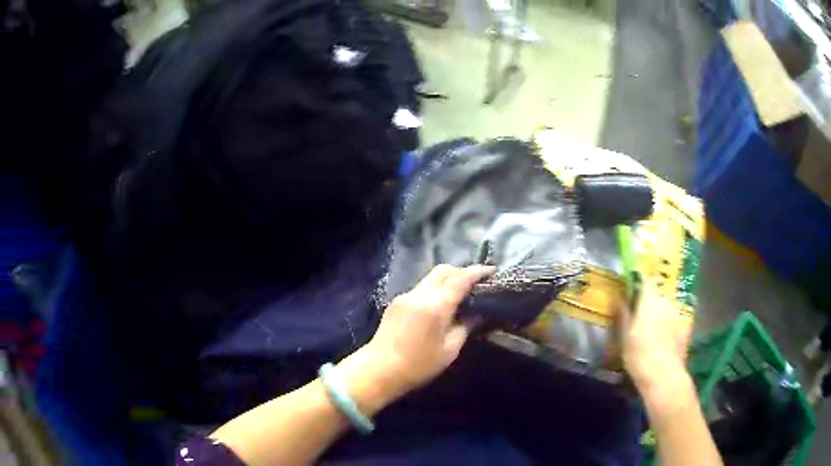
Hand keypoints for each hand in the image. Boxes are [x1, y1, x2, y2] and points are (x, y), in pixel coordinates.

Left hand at [362, 264, 493, 397]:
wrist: (379, 370)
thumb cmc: (418, 365)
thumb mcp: (450, 350)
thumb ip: (466, 326)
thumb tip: (478, 313)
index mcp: (436, 305)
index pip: (460, 279)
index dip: (478, 272)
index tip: (491, 271)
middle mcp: (419, 294)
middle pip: (443, 270)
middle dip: (462, 272)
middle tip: (477, 283)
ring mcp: (405, 296)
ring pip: (431, 278)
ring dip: (447, 280)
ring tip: (460, 294)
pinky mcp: (396, 302)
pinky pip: (421, 288)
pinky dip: (435, 289)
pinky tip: (440, 305)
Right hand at [619, 279, 692, 396]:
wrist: (663, 374)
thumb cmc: (639, 353)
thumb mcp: (624, 335)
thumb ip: (622, 313)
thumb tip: (618, 296)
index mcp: (650, 299)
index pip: (646, 278)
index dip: (639, 280)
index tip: (632, 285)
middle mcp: (666, 301)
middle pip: (657, 294)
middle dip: (649, 300)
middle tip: (639, 314)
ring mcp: (678, 314)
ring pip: (666, 307)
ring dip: (659, 313)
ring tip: (651, 330)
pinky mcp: (685, 328)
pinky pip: (673, 321)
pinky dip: (668, 325)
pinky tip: (662, 340)